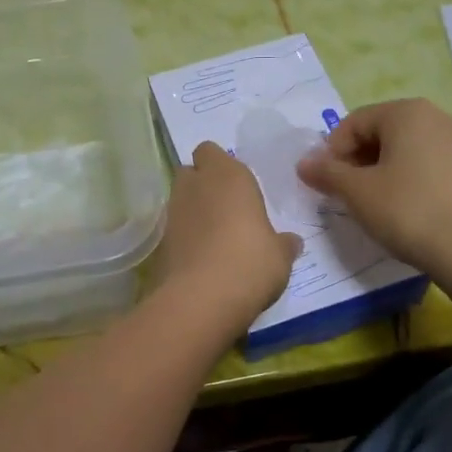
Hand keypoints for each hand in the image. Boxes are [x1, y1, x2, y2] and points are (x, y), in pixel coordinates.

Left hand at [155, 143, 302, 330]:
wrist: (202, 300)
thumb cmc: (251, 263)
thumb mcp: (280, 255)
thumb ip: (283, 243)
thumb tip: (291, 242)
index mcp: (228, 175)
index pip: (211, 151)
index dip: (220, 165)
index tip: (237, 186)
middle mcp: (195, 186)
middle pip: (191, 172)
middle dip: (203, 184)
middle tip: (226, 208)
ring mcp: (172, 214)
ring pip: (179, 200)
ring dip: (193, 211)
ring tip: (215, 237)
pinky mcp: (159, 243)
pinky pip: (174, 230)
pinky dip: (184, 238)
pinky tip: (202, 259)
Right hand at [296, 99, 451, 272]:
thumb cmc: (404, 209)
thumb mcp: (356, 191)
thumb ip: (325, 173)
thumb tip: (303, 164)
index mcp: (406, 112)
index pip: (354, 123)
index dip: (331, 152)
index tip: (323, 182)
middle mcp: (433, 117)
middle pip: (379, 132)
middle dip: (354, 160)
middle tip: (341, 192)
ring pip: (400, 149)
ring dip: (376, 170)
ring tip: (365, 201)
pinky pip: (421, 163)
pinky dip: (401, 178)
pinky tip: (395, 206)